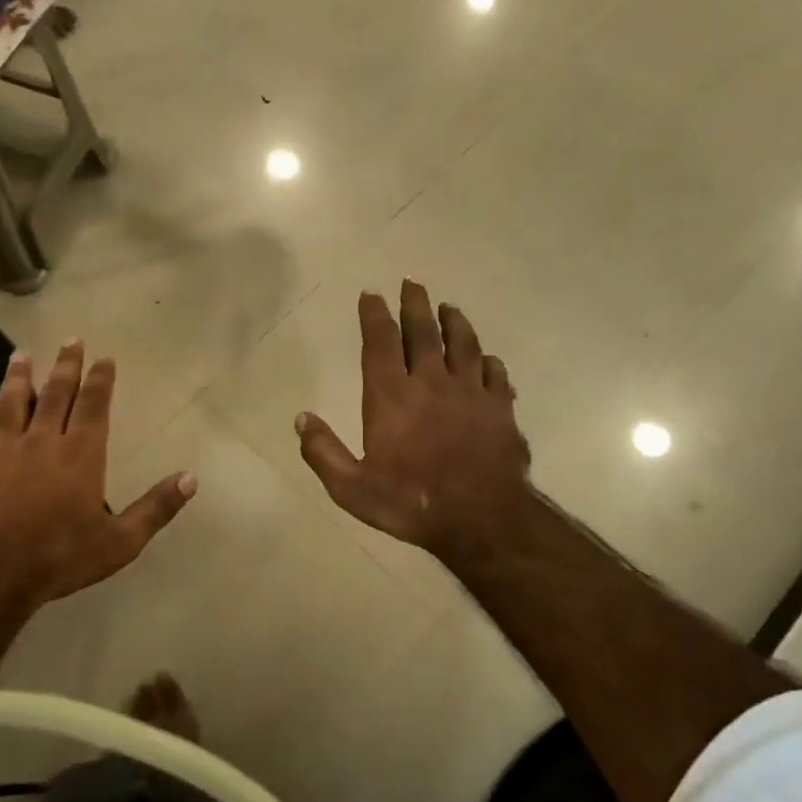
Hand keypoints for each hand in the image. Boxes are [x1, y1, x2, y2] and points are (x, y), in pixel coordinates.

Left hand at [0, 342, 195, 606]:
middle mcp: (42, 442)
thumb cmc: (61, 557)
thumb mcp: (121, 541)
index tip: (104, 357)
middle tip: (70, 340)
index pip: (94, 406)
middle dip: (65, 366)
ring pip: (10, 404)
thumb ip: (156, 507)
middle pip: (55, 395)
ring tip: (21, 356)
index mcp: (81, 455)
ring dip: (17, 379)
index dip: (100, 380)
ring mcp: (1, 452)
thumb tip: (191, 478)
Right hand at [297, 281, 532, 566]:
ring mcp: (470, 392)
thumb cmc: (410, 502)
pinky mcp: (500, 408)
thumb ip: (323, 452)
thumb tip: (301, 419)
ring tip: (449, 308)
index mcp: (391, 397)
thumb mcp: (351, 488)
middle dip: (416, 305)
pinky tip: (487, 359)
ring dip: (454, 323)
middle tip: (412, 283)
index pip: (380, 343)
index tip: (371, 294)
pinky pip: (495, 374)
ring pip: (464, 344)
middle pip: (424, 332)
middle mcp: (431, 383)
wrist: (481, 519)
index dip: (374, 316)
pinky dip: (488, 361)